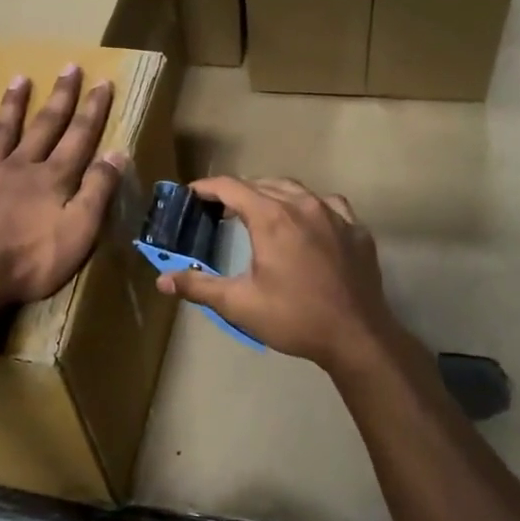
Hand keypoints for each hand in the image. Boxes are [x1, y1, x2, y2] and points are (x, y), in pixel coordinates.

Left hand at [0, 66, 127, 310]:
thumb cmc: (30, 260)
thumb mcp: (79, 230)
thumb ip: (98, 191)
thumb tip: (118, 152)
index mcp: (52, 179)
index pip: (79, 137)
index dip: (93, 110)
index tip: (103, 81)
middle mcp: (19, 168)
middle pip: (44, 126)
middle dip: (60, 97)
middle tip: (69, 67)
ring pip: (0, 133)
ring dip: (12, 106)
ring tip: (19, 79)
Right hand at [156, 176, 407, 376]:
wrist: (357, 336)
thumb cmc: (294, 317)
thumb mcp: (239, 304)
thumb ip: (198, 286)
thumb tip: (162, 280)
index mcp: (272, 217)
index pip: (231, 187)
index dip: (207, 187)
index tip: (191, 194)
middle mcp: (303, 205)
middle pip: (262, 184)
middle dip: (237, 193)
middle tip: (219, 211)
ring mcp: (334, 214)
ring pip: (296, 190)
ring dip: (272, 195)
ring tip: (259, 212)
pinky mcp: (356, 229)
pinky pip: (328, 204)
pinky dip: (308, 206)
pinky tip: (306, 223)